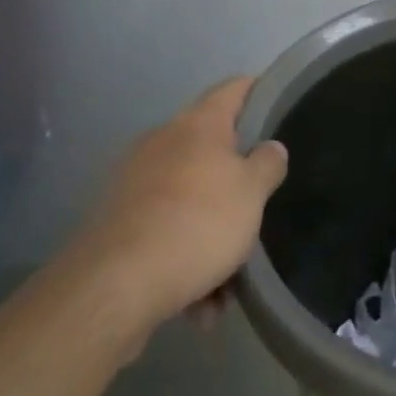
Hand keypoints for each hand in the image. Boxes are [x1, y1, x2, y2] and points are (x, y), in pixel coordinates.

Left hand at [79, 77, 287, 332]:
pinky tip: (198, 307)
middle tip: (258, 210)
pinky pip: (164, 234)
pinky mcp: (117, 223)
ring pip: (189, 201)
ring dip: (211, 239)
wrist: (115, 287)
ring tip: (226, 288)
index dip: (259, 90)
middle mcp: (163, 142)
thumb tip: (270, 147)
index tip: (279, 104)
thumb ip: (267, 165)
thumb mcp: (251, 193)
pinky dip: (184, 262)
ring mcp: (135, 182)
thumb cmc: (197, 223)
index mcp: (198, 124)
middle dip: (236, 187)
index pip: (235, 88)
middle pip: (211, 151)